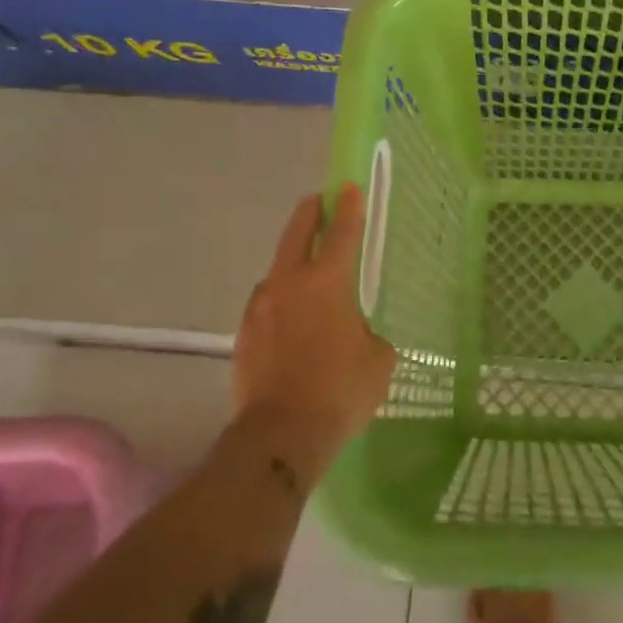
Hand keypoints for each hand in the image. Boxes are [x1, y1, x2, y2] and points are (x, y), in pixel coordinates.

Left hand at [232, 185, 396, 471]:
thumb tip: (360, 332)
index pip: (342, 233)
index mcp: (327, 283)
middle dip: (310, 213)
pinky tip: (290, 318)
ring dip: (292, 260)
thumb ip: (371, 333)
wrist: (280, 436)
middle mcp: (289, 284)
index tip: (348, 186)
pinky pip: (266, 303)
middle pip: (297, 233)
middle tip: (319, 202)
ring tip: (306, 271)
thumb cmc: (340, 391)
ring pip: (277, 269)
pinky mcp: (245, 334)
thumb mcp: (378, 359)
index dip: (349, 208)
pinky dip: (280, 298)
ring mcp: (261, 307)